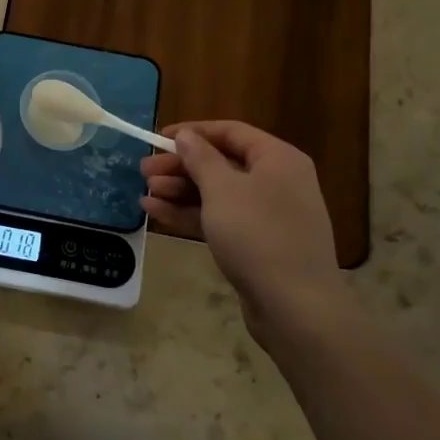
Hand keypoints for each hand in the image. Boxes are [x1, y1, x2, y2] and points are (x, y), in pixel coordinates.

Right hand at [141, 121, 353, 355]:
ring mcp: (267, 215)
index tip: (158, 138)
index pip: (230, 132)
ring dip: (180, 191)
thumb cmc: (258, 234)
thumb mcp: (222, 189)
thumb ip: (200, 157)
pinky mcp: (257, 244)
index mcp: (277, 159)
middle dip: (180, 166)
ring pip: (217, 193)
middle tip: (144, 171)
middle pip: (221, 163)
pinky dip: (190, 214)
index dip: (193, 132)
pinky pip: (219, 218)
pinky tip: (157, 213)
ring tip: (145, 193)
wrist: (295, 307)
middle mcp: (276, 181)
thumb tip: (187, 136)